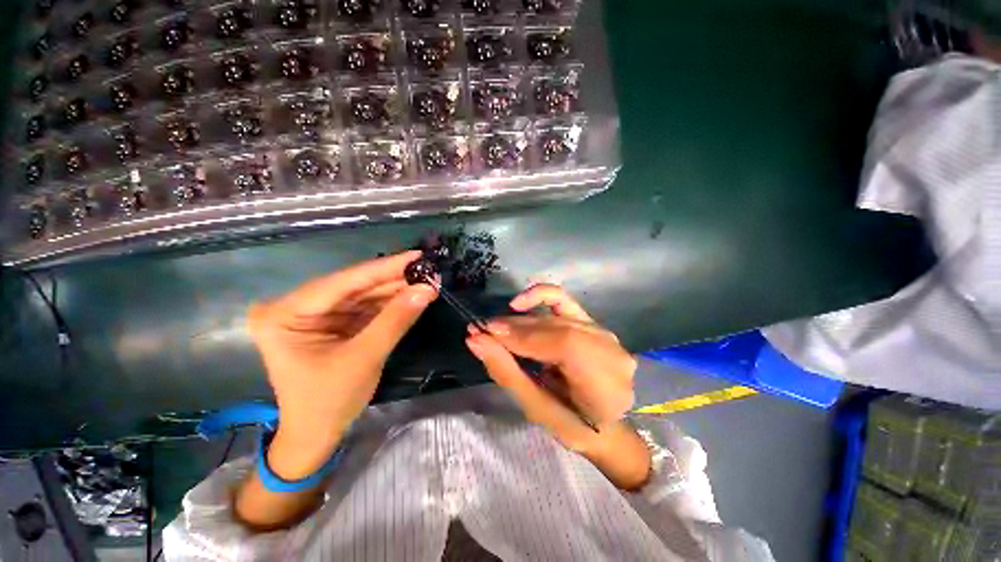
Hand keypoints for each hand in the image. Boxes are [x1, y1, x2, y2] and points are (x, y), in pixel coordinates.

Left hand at [247, 250, 436, 476]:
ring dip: (395, 289)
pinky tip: (412, 294)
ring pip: (363, 294)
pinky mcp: (332, 322)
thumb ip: (395, 320)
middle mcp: (295, 306)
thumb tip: (427, 289)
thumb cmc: (329, 402)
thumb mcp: (364, 358)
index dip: (384, 268)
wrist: (316, 434)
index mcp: (284, 314)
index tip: (417, 255)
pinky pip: (365, 307)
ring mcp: (315, 314)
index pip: (343, 283)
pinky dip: (390, 303)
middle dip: (394, 279)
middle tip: (428, 270)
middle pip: (354, 286)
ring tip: (426, 280)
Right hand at [465, 284, 636, 452]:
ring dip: (522, 319)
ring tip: (495, 326)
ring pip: (557, 314)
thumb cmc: (571, 425)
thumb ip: (507, 372)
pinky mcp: (592, 322)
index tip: (487, 335)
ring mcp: (603, 332)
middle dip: (516, 328)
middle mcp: (610, 351)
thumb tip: (476, 341)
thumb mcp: (536, 408)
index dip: (525, 337)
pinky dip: (540, 297)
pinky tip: (518, 305)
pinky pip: (564, 301)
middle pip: (559, 327)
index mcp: (607, 384)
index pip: (566, 346)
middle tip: (482, 331)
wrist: (603, 422)